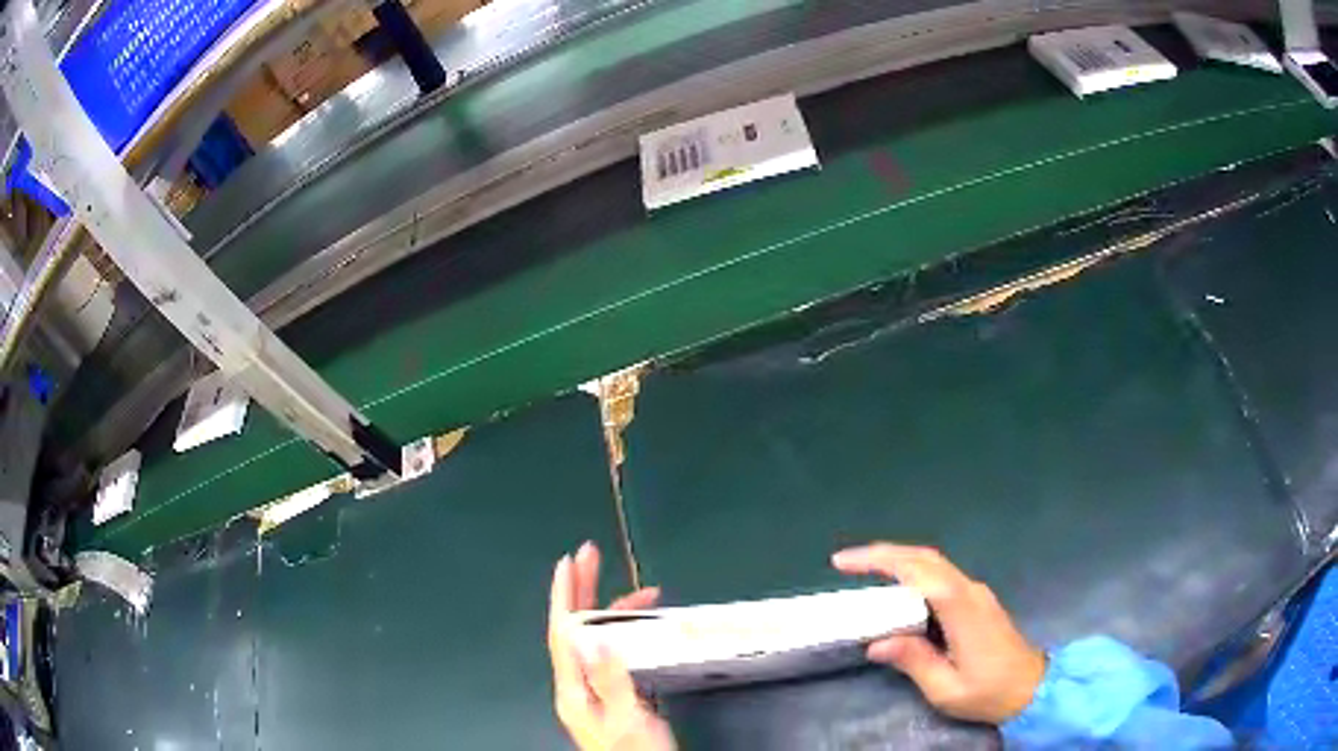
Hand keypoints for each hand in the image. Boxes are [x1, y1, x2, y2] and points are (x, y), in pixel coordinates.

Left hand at [548, 541, 676, 750]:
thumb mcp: (628, 718)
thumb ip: (611, 680)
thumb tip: (596, 637)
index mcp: (574, 691)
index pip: (563, 634)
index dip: (563, 596)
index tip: (567, 563)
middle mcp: (579, 686)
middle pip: (575, 630)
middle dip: (582, 590)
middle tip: (591, 554)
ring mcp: (596, 691)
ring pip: (598, 640)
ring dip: (616, 613)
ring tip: (647, 594)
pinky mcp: (615, 696)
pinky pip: (614, 654)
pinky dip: (627, 635)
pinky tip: (644, 628)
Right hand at [832, 543, 1045, 723]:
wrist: (1032, 688)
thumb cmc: (989, 692)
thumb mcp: (946, 688)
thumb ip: (914, 662)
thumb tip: (877, 643)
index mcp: (962, 609)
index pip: (919, 571)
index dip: (881, 560)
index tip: (844, 563)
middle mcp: (970, 591)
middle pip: (926, 558)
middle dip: (884, 553)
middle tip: (846, 562)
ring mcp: (976, 593)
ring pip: (934, 564)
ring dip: (899, 561)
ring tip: (864, 574)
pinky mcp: (977, 601)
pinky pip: (941, 577)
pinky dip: (914, 574)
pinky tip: (898, 592)